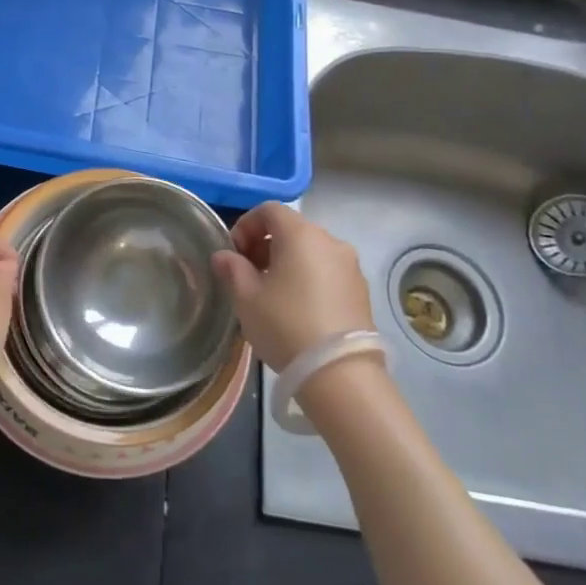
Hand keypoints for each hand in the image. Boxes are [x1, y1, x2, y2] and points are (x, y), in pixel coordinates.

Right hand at [212, 202, 370, 371]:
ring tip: (272, 294)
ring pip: (311, 251)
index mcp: (300, 234)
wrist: (341, 374)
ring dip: (288, 262)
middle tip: (248, 274)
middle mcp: (330, 241)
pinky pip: (328, 271)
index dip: (246, 225)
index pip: (269, 210)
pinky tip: (298, 309)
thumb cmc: (285, 325)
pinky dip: (309, 278)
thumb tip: (224, 256)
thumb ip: (232, 269)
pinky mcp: (361, 291)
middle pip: (291, 229)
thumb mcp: (246, 298)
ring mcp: (350, 266)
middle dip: (265, 245)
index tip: (234, 253)